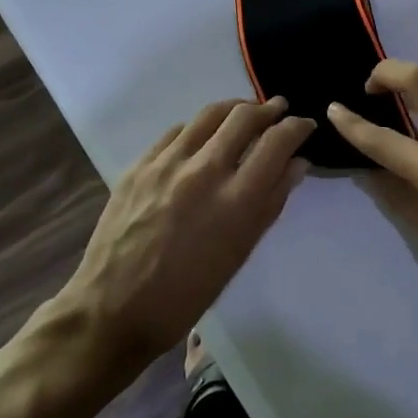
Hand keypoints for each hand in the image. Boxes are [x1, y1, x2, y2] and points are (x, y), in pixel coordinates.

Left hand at [49, 96, 315, 368]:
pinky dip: (200, 127)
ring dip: (235, 109)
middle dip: (269, 109)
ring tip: (245, 114)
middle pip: (244, 117)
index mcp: (236, 200)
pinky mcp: (139, 164)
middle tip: (278, 110)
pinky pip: (178, 131)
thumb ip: (271, 202)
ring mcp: (167, 163)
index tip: (304, 125)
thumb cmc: (187, 293)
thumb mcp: (240, 253)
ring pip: (210, 114)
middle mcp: (204, 171)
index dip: (297, 127)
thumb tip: (297, 163)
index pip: (277, 142)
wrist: (113, 308)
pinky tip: (203, 137)